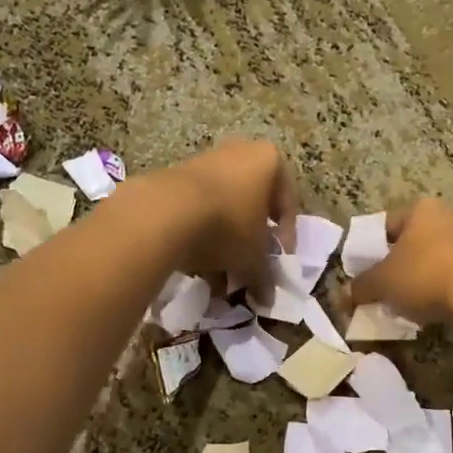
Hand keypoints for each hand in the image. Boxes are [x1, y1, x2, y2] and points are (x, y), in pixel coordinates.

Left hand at [156, 140, 298, 291]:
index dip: (285, 240)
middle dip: (251, 243)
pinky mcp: (176, 176)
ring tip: (221, 277)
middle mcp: (240, 152)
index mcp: (269, 161)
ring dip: (226, 243)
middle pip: (253, 206)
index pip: (287, 205)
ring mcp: (206, 161)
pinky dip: (201, 236)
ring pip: (225, 209)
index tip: (277, 265)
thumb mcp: (254, 256)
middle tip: (249, 270)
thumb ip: (264, 276)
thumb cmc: (228, 225)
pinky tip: (198, 267)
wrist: (165, 212)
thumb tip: (267, 299)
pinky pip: (198, 209)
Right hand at [344, 199, 452, 329]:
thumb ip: (361, 286)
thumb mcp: (382, 283)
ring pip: (435, 259)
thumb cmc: (425, 276)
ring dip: (421, 279)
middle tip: (383, 289)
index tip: (364, 271)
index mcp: (422, 209)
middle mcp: (449, 216)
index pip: (386, 224)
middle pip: (413, 241)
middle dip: (397, 265)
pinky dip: (443, 289)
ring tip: (407, 305)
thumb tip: (344, 295)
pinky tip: (434, 310)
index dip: (370, 248)